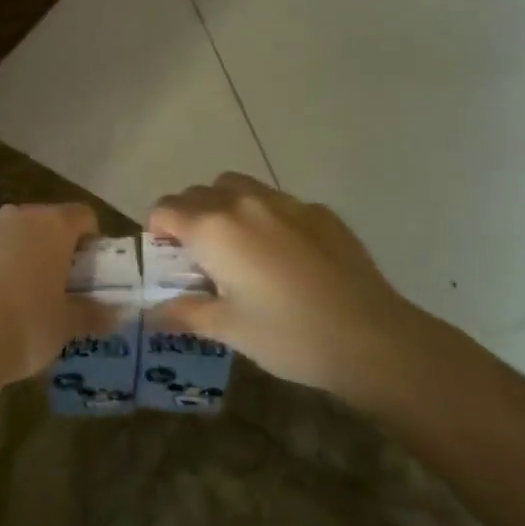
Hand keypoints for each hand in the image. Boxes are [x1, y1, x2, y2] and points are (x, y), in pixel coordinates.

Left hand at [0, 203, 109, 385]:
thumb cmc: (26, 324)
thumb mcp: (66, 325)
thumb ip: (92, 314)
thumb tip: (116, 315)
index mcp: (50, 224)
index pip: (82, 215)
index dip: (93, 240)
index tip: (93, 272)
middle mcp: (14, 217)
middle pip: (45, 224)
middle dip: (55, 250)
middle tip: (63, 288)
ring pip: (12, 239)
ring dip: (22, 260)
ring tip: (25, 302)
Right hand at [147, 173, 431, 402]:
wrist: (372, 338)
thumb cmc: (288, 335)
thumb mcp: (229, 330)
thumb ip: (185, 313)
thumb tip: (151, 314)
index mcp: (213, 228)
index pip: (165, 209)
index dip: (157, 231)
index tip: (167, 258)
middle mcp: (243, 202)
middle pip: (197, 193)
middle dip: (189, 217)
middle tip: (200, 257)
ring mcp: (285, 202)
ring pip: (237, 186)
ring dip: (224, 206)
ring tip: (238, 246)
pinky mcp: (319, 211)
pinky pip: (277, 201)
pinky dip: (265, 216)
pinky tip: (285, 256)